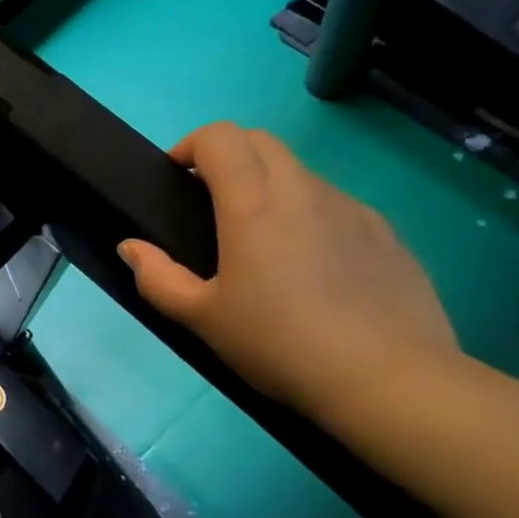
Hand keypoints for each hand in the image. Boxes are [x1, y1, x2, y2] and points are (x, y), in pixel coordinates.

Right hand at [119, 122, 456, 417]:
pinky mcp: (385, 232)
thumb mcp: (202, 319)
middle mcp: (303, 190)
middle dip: (229, 156)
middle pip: (261, 141)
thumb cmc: (279, 344)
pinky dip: (310, 213)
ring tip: (263, 240)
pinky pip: (336, 204)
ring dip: (270, 184)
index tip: (178, 178)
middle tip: (211, 202)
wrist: (387, 380)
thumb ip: (157, 278)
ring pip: (300, 172)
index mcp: (254, 204)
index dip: (192, 145)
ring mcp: (351, 208)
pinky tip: (313, 267)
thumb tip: (131, 247)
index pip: (221, 137)